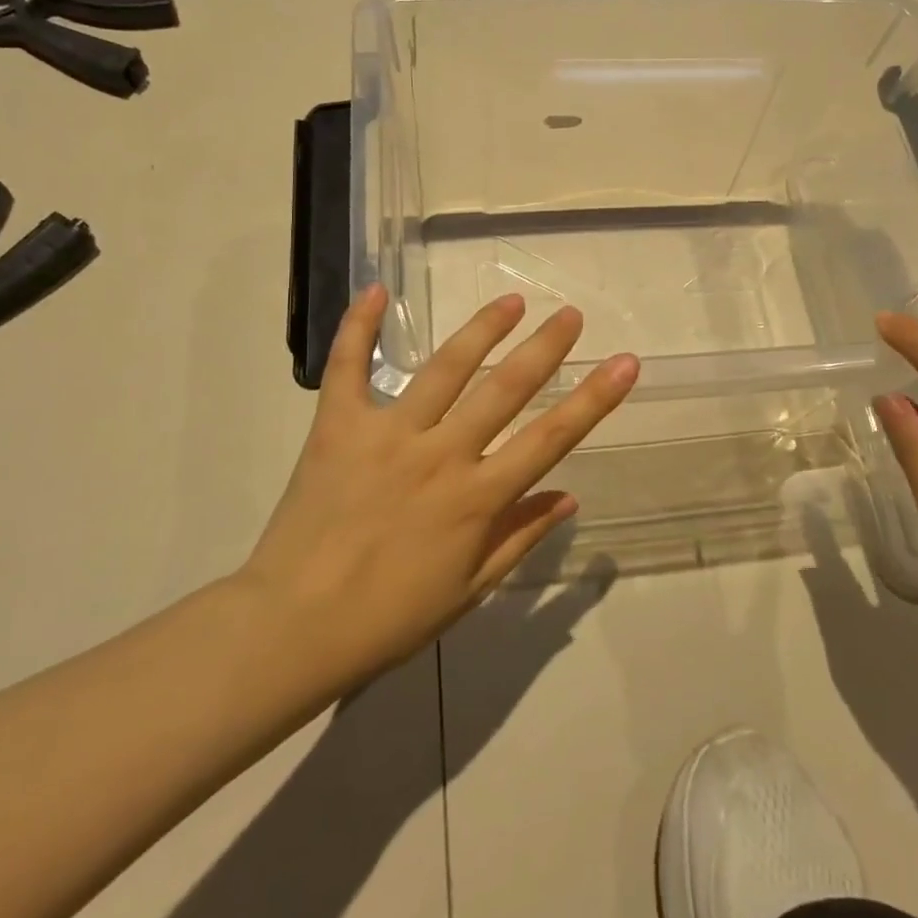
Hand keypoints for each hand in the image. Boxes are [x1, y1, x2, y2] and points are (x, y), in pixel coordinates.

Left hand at [236, 285, 637, 691]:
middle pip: (505, 388)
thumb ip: (520, 537)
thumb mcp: (468, 589)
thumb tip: (570, 494)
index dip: (595, 397)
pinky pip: (347, 367)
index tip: (625, 362)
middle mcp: (441, 454)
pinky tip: (376, 290)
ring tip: (511, 301)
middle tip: (571, 314)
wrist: (292, 626)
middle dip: (545, 347)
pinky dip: (359, 327)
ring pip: (445, 368)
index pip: (551, 436)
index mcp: (477, 498)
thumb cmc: (388, 618)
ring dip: (482, 329)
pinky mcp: (337, 426)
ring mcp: (388, 434)